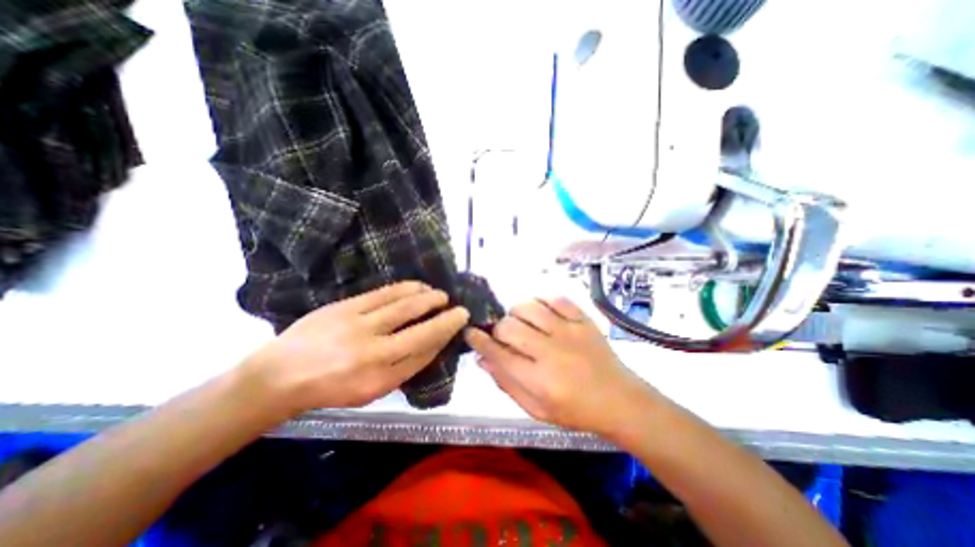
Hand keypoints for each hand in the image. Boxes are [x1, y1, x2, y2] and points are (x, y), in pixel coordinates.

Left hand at [249, 283, 467, 413]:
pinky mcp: (345, 306)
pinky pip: (385, 293)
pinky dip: (407, 288)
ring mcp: (358, 326)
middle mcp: (373, 353)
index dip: (445, 334)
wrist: (280, 376)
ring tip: (440, 295)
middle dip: (445, 317)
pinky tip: (418, 286)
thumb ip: (405, 368)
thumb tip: (433, 343)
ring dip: (429, 298)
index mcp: (380, 379)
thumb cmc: (332, 389)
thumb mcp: (372, 391)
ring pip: (405, 306)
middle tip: (458, 307)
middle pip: (421, 330)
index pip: (425, 352)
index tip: (459, 323)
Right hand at [461, 298, 653, 436]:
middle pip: (509, 327)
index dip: (479, 341)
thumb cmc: (575, 410)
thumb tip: (483, 359)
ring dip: (517, 312)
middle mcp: (551, 352)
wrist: (619, 399)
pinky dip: (542, 302)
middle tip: (503, 335)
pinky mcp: (583, 320)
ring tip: (522, 323)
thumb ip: (507, 384)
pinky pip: (555, 299)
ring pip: (529, 308)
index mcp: (539, 380)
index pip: (498, 354)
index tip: (471, 333)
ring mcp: (569, 332)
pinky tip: (542, 313)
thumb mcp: (537, 409)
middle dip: (498, 328)